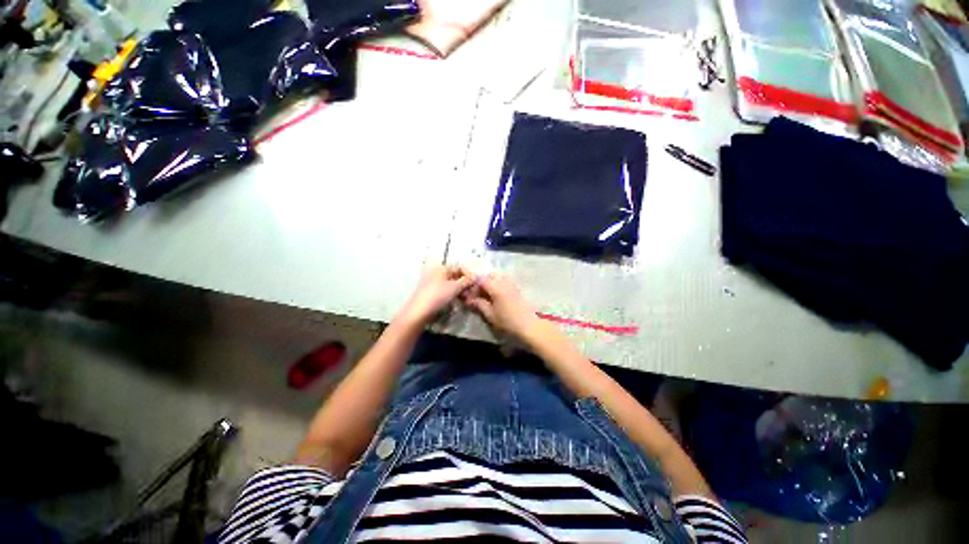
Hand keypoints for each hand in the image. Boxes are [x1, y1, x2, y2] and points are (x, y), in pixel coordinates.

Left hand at [398, 265, 475, 326]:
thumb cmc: (437, 296)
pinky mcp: (432, 294)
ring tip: (467, 298)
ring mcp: (433, 283)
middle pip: (455, 276)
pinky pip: (446, 291)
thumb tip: (476, 276)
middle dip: (465, 283)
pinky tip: (458, 301)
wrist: (418, 312)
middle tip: (473, 292)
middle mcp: (437, 273)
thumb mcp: (455, 287)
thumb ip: (467, 281)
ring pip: (451, 284)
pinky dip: (453, 295)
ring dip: (460, 290)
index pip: (460, 267)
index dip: (469, 274)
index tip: (477, 283)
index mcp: (442, 268)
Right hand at [461, 273, 538, 338]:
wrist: (529, 325)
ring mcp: (510, 282)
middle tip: (474, 296)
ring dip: (487, 284)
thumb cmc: (508, 321)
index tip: (467, 295)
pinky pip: (501, 281)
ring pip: (494, 277)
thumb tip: (468, 299)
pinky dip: (495, 285)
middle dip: (478, 283)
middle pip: (486, 275)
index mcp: (495, 286)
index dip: (471, 285)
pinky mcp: (515, 287)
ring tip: (483, 296)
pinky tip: (493, 296)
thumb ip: (478, 304)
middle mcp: (502, 280)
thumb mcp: (490, 314)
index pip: (478, 278)